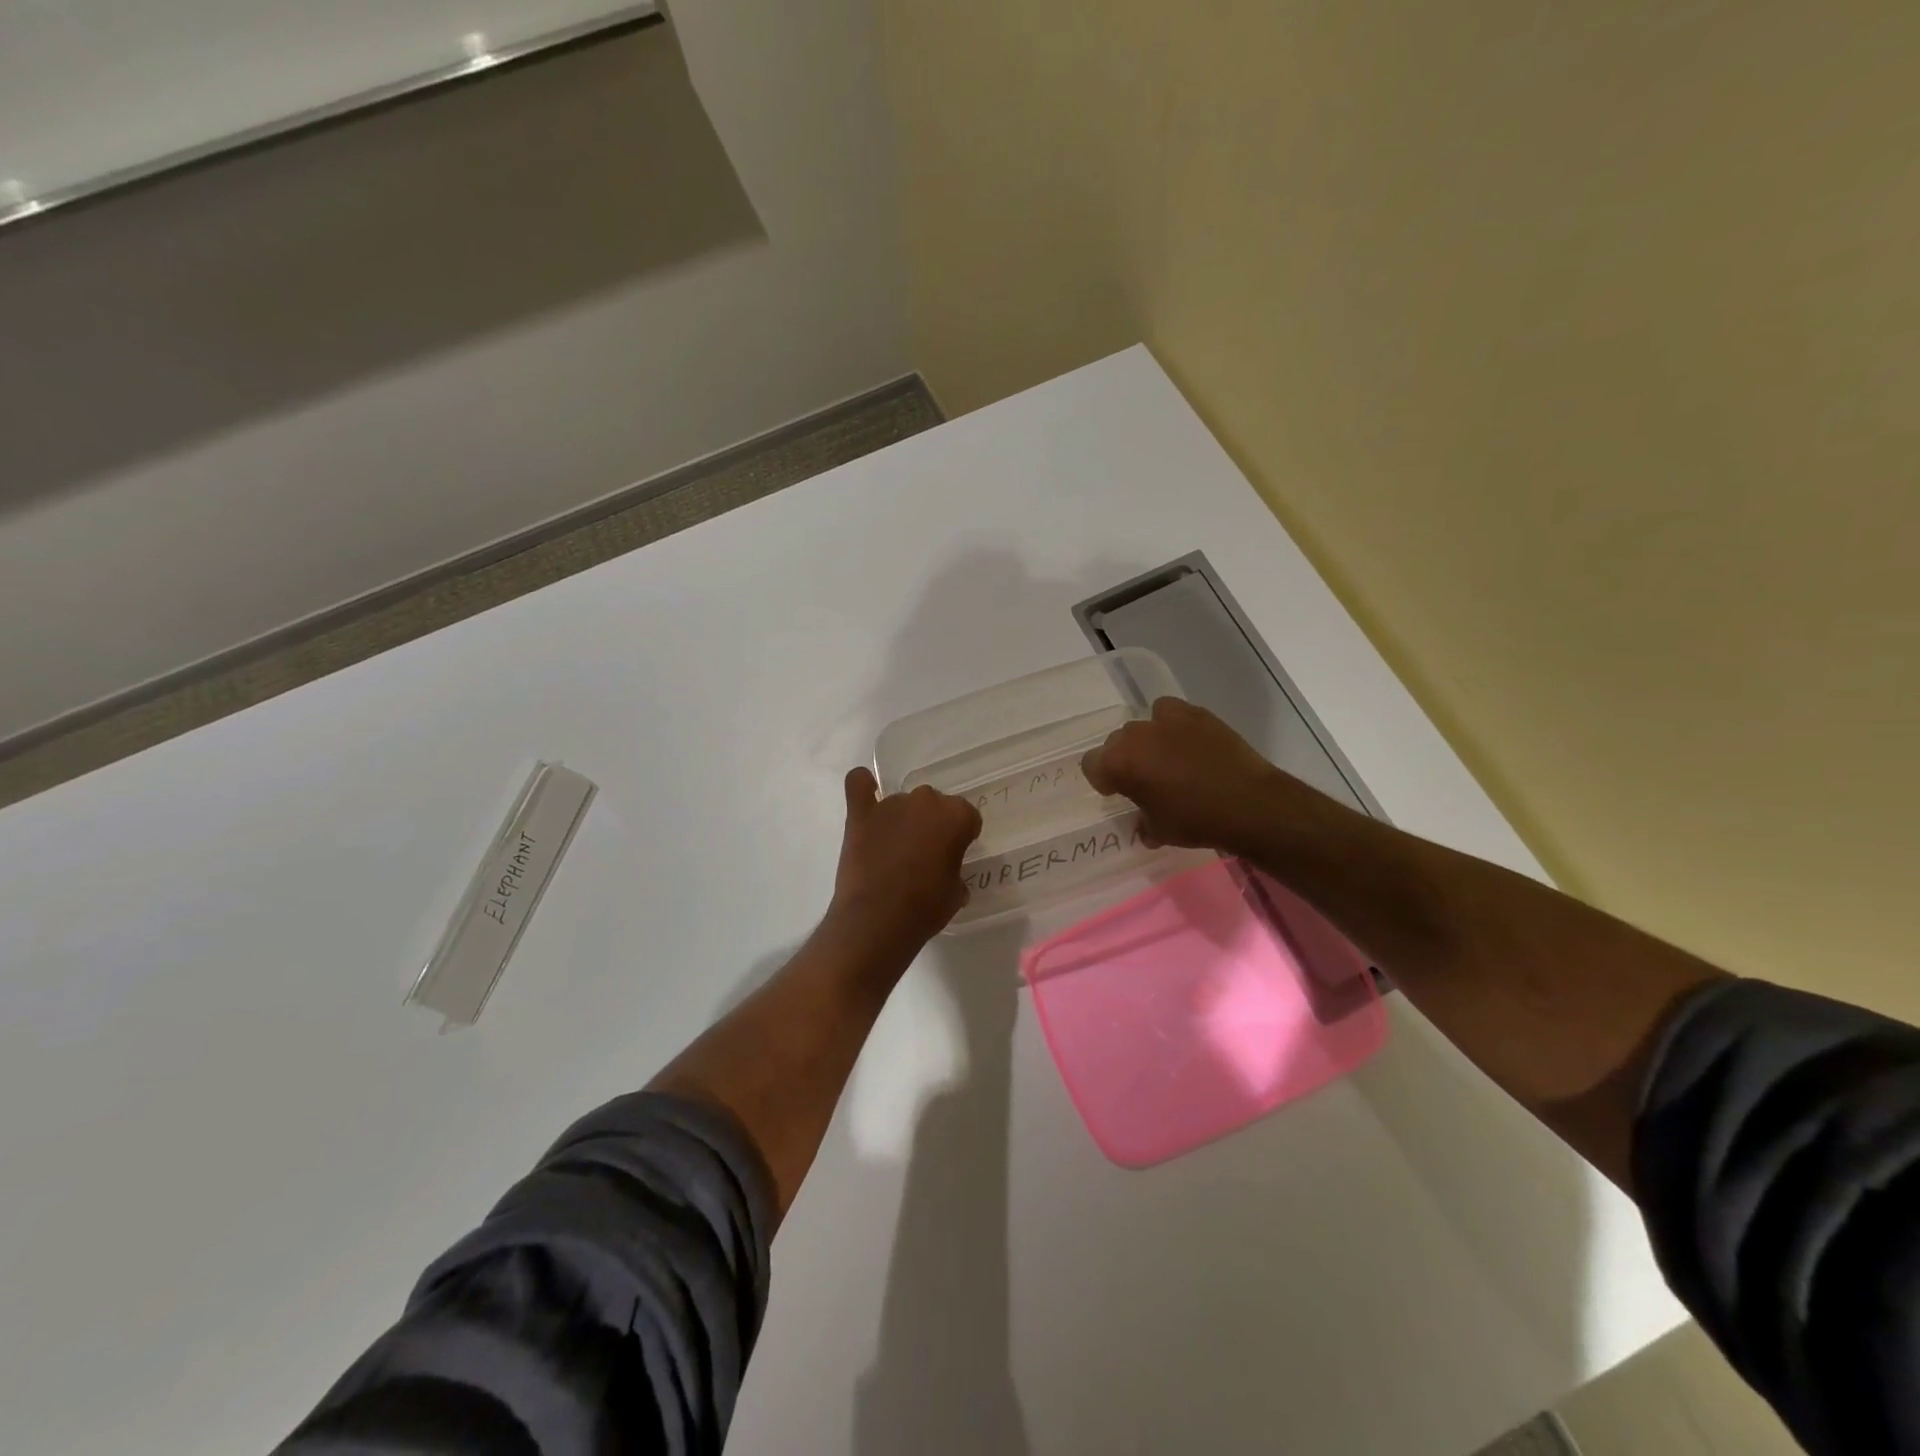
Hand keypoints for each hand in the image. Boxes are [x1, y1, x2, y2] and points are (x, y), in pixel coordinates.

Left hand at [826, 767, 982, 961]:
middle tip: (925, 854)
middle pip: (934, 804)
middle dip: (932, 824)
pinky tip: (866, 793)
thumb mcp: (956, 892)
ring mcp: (890, 805)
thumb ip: (954, 867)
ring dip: (903, 818)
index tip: (953, 855)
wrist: (878, 920)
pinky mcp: (860, 815)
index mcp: (956, 816)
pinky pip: (858, 785)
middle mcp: (926, 801)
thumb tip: (944, 868)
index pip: (966, 816)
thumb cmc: (926, 908)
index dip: (961, 836)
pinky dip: (862, 786)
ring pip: (902, 801)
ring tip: (895, 849)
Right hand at [1081, 697, 1293, 856]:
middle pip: (1116, 742)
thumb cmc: (1195, 821)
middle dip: (1125, 759)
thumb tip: (1142, 821)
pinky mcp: (1196, 713)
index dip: (1103, 780)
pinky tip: (1187, 743)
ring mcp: (1167, 720)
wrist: (1249, 804)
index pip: (1092, 765)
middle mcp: (1136, 735)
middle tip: (1144, 779)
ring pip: (1143, 725)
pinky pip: (1170, 713)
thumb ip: (1142, 820)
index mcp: (1119, 763)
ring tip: (1167, 759)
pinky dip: (1173, 725)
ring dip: (1148, 740)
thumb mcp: (1159, 830)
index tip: (1118, 793)